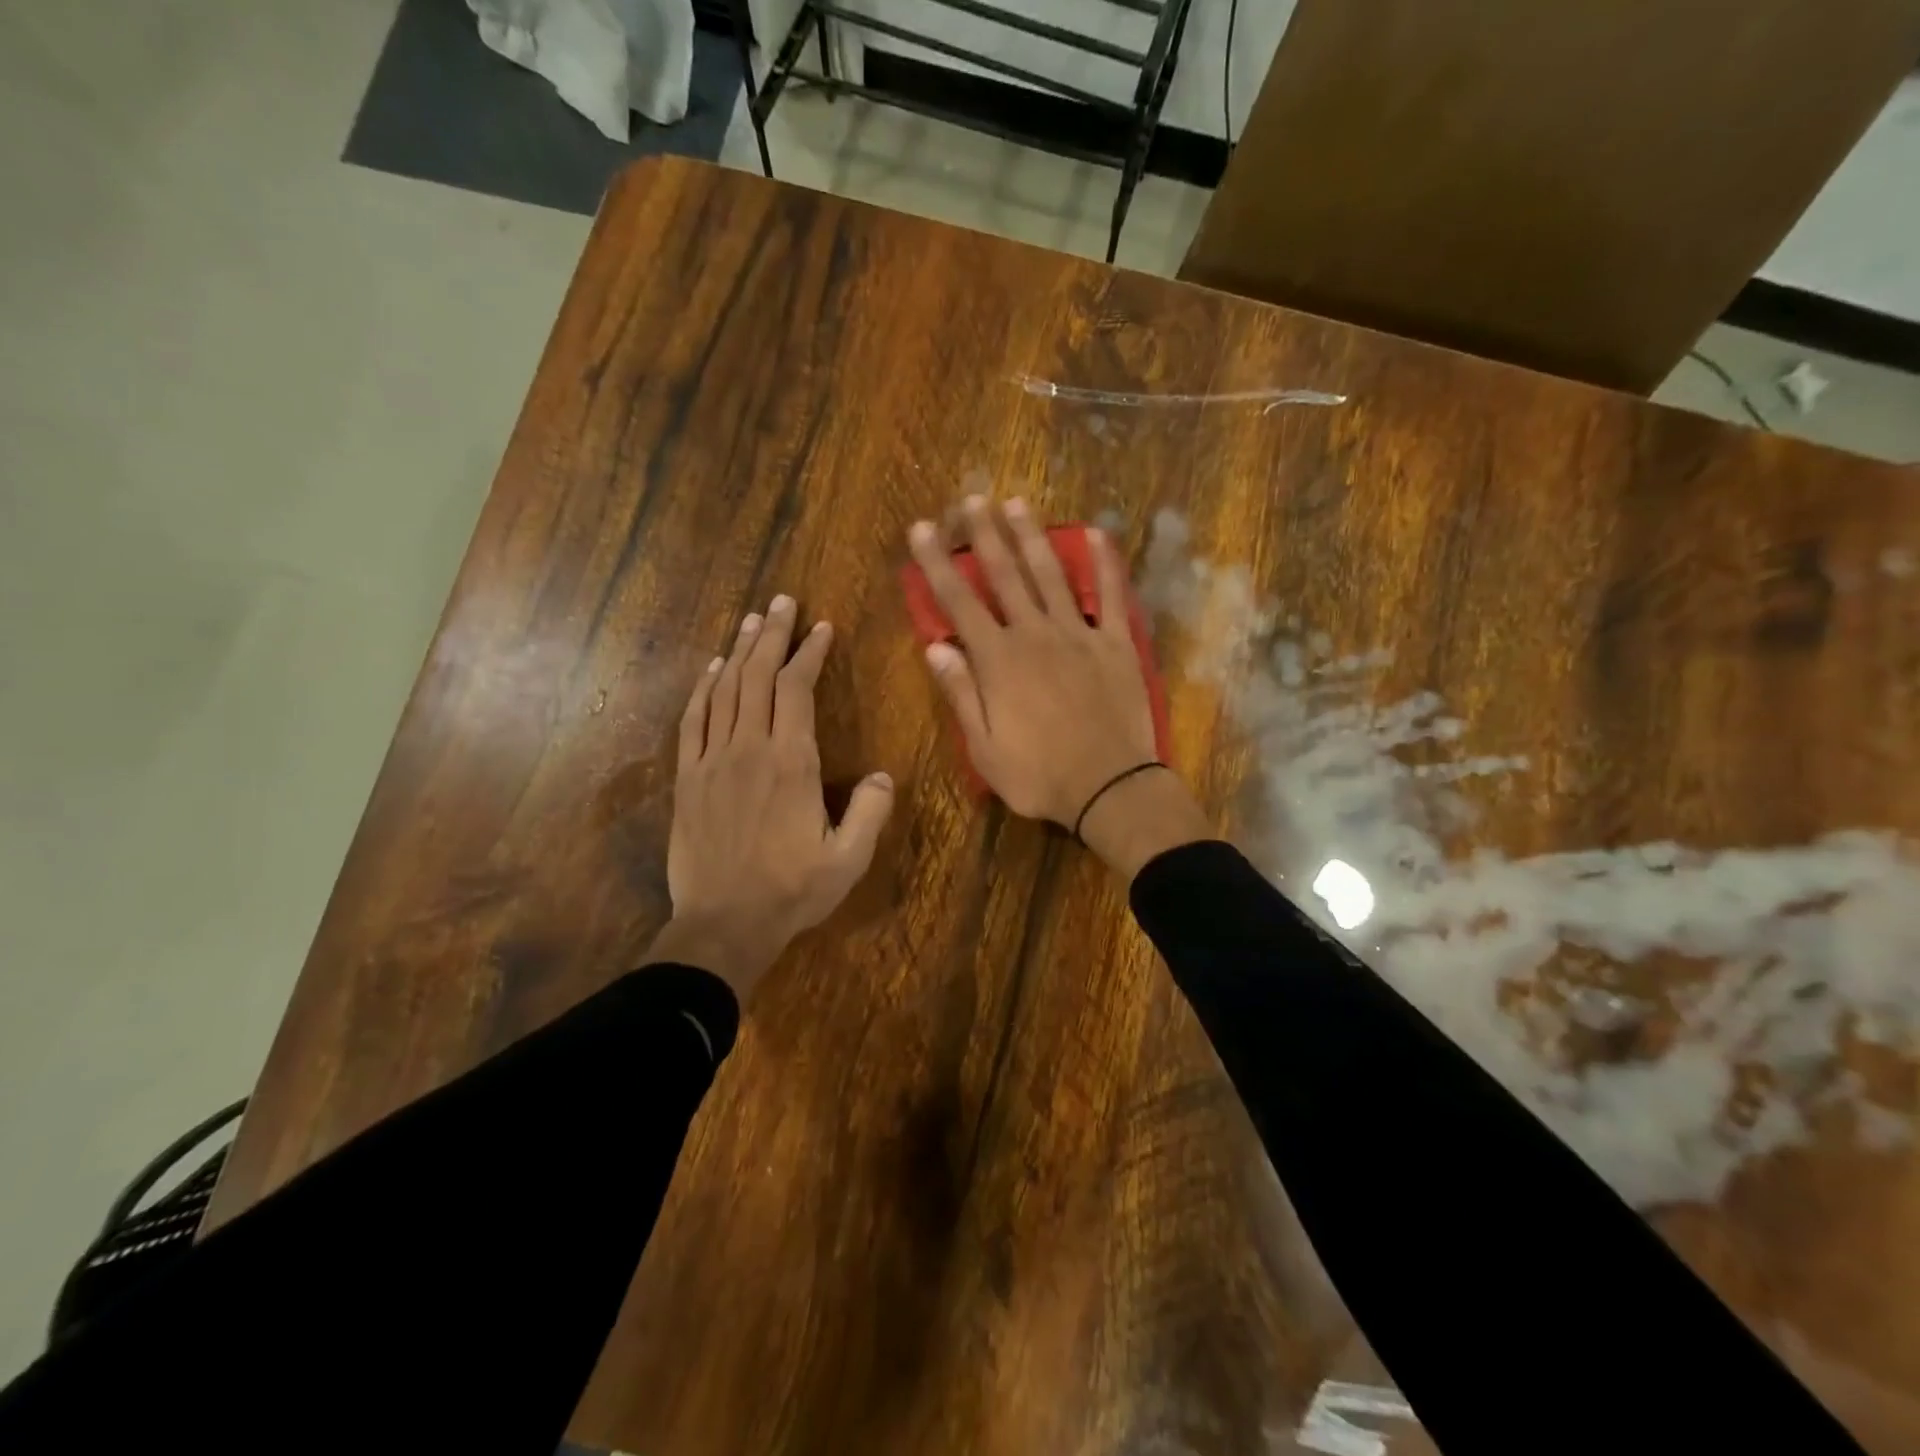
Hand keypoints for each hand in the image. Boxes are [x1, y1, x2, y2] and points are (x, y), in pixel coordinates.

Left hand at [649, 595, 894, 1000]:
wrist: (723, 925)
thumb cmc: (792, 892)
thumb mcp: (849, 860)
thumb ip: (871, 812)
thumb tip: (883, 774)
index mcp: (792, 763)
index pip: (797, 689)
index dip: (809, 652)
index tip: (821, 627)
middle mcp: (749, 749)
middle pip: (757, 676)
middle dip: (773, 635)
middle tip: (782, 602)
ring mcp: (712, 761)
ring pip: (725, 690)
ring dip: (738, 651)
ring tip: (752, 620)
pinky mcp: (688, 778)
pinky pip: (693, 721)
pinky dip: (702, 689)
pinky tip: (711, 669)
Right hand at [908, 496, 1209, 871]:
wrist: (1109, 788)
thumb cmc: (1039, 776)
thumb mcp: (984, 748)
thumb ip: (961, 694)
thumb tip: (936, 647)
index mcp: (998, 661)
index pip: (959, 603)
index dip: (937, 564)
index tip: (921, 529)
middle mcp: (1035, 635)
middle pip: (1005, 576)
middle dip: (984, 535)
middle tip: (971, 498)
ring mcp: (1080, 635)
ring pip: (1052, 576)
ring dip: (1032, 537)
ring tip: (1017, 502)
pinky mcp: (1116, 645)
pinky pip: (1112, 597)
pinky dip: (1106, 565)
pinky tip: (1099, 535)